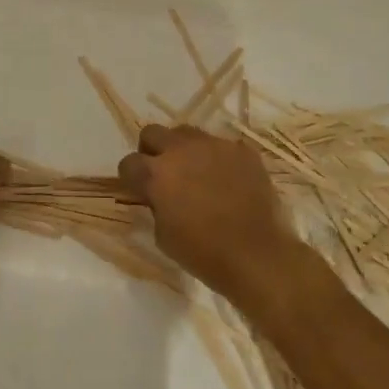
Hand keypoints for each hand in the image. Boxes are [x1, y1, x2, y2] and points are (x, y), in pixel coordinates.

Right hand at [119, 124, 301, 299]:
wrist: (259, 256)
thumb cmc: (205, 253)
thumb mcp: (163, 236)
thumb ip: (155, 206)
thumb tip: (159, 196)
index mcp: (156, 174)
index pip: (128, 162)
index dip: (131, 177)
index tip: (139, 189)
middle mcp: (181, 150)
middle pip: (152, 132)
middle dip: (152, 151)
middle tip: (163, 173)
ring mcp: (214, 146)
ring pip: (186, 133)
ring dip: (183, 149)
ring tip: (196, 173)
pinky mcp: (241, 150)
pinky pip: (221, 146)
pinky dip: (217, 159)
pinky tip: (228, 181)